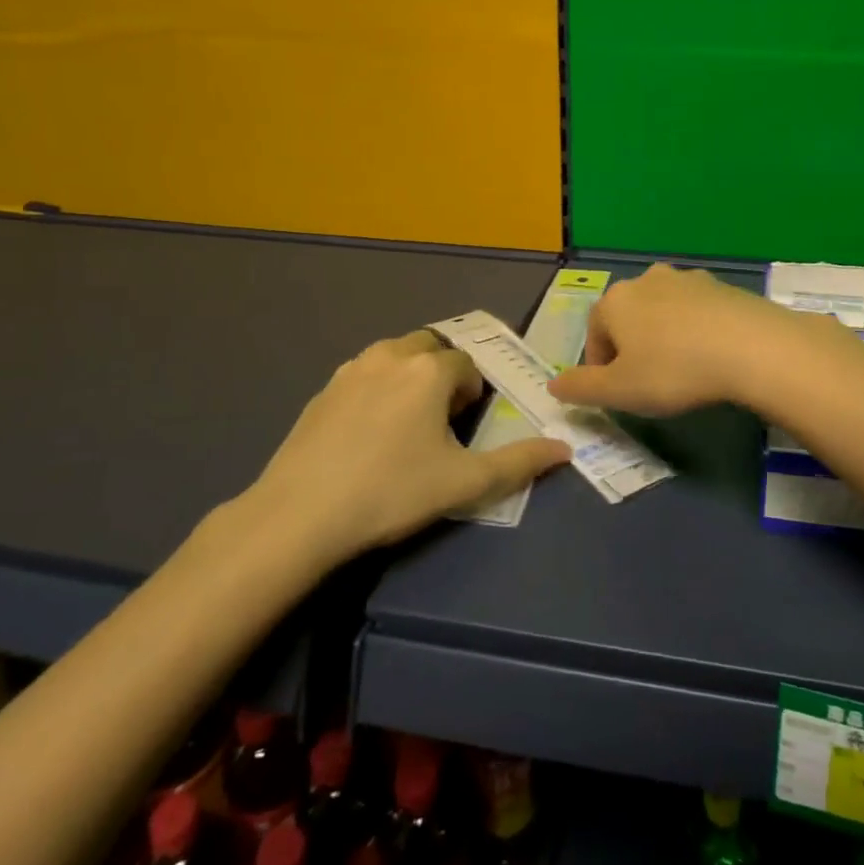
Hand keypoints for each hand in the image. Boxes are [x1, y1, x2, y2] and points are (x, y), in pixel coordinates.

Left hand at [234, 330, 567, 564]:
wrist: (298, 516)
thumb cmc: (391, 493)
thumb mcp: (463, 483)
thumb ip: (519, 463)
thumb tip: (565, 450)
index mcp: (428, 369)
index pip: (467, 366)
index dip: (473, 395)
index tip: (463, 431)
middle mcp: (390, 355)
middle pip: (431, 348)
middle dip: (443, 375)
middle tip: (440, 422)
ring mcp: (350, 369)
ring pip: (395, 357)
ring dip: (410, 377)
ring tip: (406, 426)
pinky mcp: (322, 390)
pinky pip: (364, 375)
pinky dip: (377, 390)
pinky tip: (367, 435)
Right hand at [547, 265, 834, 416]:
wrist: (750, 347)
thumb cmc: (673, 370)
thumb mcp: (620, 391)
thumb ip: (581, 388)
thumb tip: (553, 384)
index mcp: (615, 301)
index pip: (594, 334)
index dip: (600, 367)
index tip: (618, 393)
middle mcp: (646, 280)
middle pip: (627, 317)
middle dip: (632, 347)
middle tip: (649, 382)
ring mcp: (687, 278)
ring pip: (663, 311)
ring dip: (664, 336)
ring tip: (683, 369)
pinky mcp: (722, 286)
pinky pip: (697, 311)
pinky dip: (695, 330)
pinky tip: (711, 355)